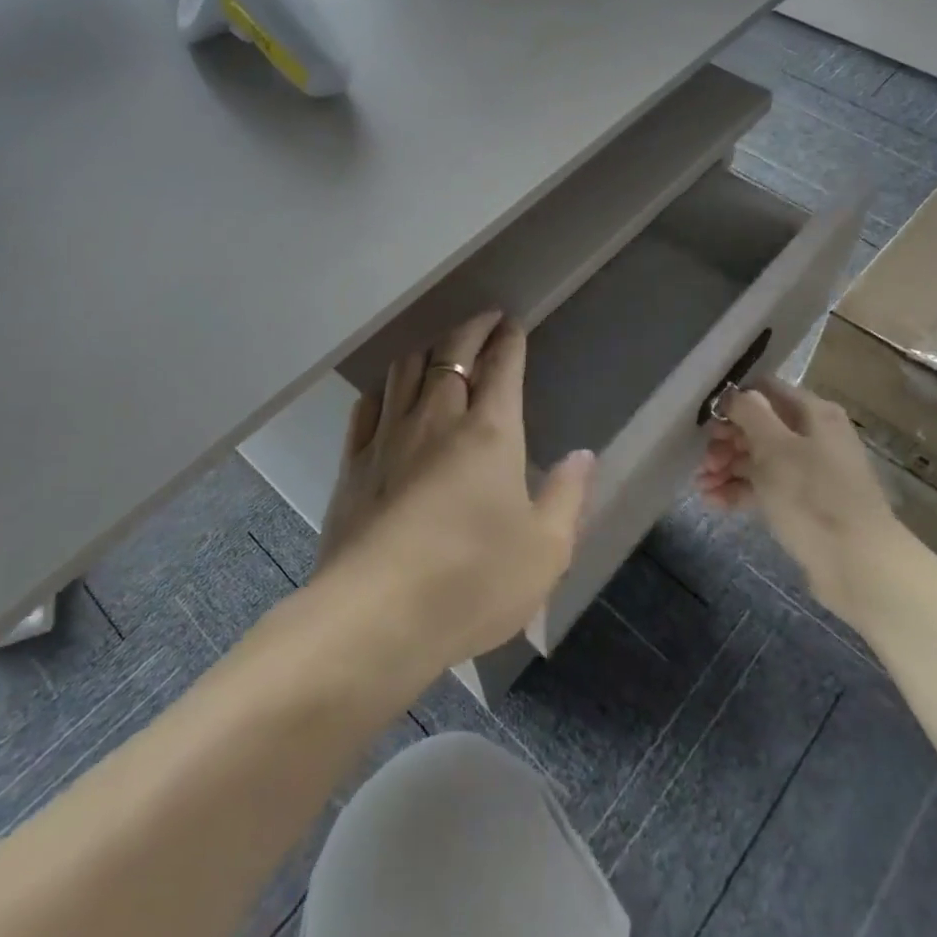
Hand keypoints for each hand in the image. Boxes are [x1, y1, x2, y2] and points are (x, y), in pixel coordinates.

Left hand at [315, 310, 593, 674]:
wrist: (376, 616)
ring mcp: (388, 438)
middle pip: (451, 355)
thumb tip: (583, 456)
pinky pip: (367, 406)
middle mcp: (436, 420)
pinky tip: (388, 391)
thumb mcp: (545, 550)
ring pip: (405, 370)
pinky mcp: (353, 464)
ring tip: (440, 346)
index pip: (501, 368)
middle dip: (471, 330)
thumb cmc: (473, 582)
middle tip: (485, 320)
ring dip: (428, 349)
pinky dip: (385, 387)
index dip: (509, 341)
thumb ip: (568, 497)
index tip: (513, 324)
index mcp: (489, 433)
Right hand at [695, 377, 897, 613]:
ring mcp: (809, 472)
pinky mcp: (803, 504)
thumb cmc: (813, 496)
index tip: (706, 419)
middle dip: (726, 441)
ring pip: (759, 459)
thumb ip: (751, 414)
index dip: (733, 401)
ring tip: (700, 485)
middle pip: (759, 426)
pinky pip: (765, 488)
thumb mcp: (775, 448)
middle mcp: (813, 436)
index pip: (766, 390)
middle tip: (703, 460)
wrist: (858, 565)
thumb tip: (737, 394)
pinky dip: (739, 491)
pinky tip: (712, 502)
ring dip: (726, 468)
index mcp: (813, 413)